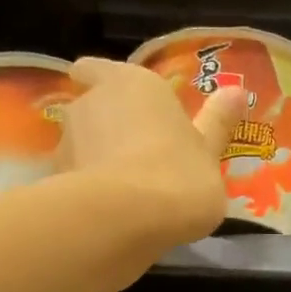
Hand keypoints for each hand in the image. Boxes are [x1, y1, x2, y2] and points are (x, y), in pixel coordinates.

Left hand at [58, 57, 243, 243]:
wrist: (125, 222)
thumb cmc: (178, 177)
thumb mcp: (210, 153)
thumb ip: (217, 124)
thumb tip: (236, 91)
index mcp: (133, 84)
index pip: (97, 69)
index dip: (101, 81)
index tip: (112, 100)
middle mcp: (91, 102)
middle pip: (91, 109)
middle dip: (105, 129)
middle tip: (134, 156)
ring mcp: (66, 142)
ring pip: (78, 147)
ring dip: (94, 162)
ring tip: (122, 193)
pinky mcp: (54, 182)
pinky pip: (72, 182)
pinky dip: (85, 192)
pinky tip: (107, 215)